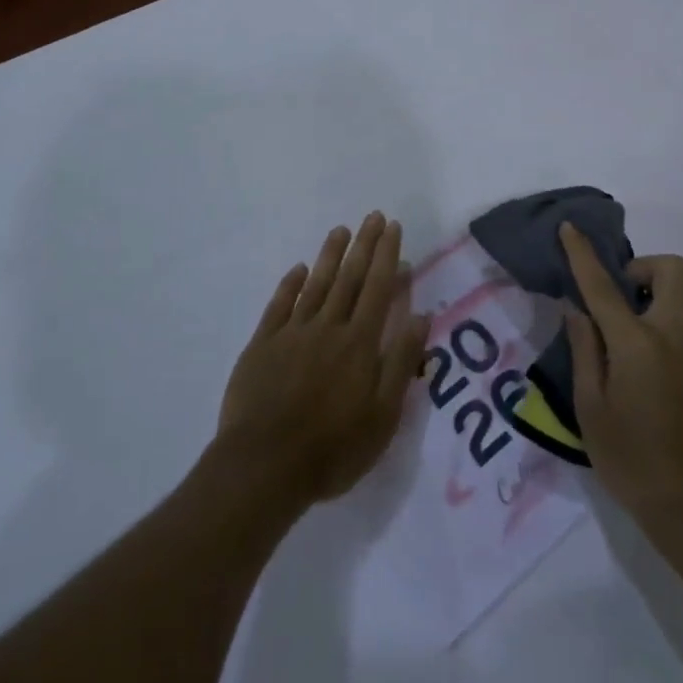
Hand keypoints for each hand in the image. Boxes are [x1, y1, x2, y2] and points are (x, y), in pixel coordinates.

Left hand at [217, 213, 429, 509]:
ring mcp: (292, 333)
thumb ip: (402, 362)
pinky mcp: (262, 345)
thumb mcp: (383, 417)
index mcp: (359, 343)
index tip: (393, 227)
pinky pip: (279, 305)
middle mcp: (328, 327)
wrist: (263, 466)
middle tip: (372, 216)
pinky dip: (290, 284)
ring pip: (316, 284)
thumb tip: (421, 316)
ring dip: (330, 255)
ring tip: (341, 230)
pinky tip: (299, 269)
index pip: (378, 288)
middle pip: (349, 278)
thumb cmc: (332, 449)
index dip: (387, 256)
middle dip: (364, 245)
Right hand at [560, 223, 682, 535]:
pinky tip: (658, 348)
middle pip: (671, 269)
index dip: (583, 253)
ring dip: (663, 286)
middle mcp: (678, 333)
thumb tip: (578, 310)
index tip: (570, 228)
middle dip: (642, 269)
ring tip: (638, 321)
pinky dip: (677, 309)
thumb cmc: (633, 461)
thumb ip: (584, 350)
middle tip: (620, 301)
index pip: (604, 285)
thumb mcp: (591, 409)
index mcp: (639, 344)